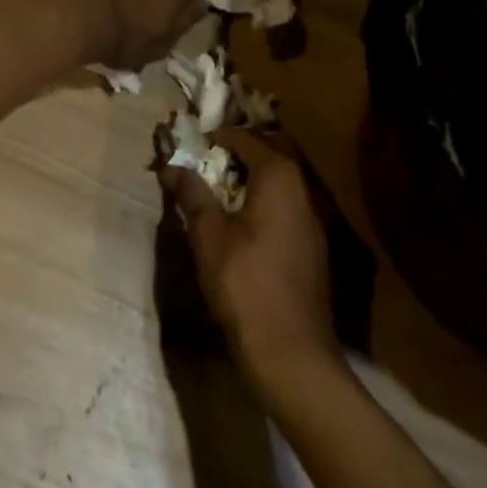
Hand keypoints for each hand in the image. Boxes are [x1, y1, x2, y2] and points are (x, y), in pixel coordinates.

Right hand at [159, 128, 341, 385]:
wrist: (291, 351)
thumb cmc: (245, 285)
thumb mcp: (209, 236)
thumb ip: (193, 195)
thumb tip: (172, 165)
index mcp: (280, 178)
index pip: (247, 138)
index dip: (217, 136)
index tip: (191, 142)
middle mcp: (304, 188)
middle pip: (274, 150)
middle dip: (241, 147)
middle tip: (208, 155)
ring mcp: (314, 217)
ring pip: (284, 176)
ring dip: (255, 171)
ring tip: (220, 182)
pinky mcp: (313, 243)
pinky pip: (289, 201)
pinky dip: (266, 195)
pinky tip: (243, 216)